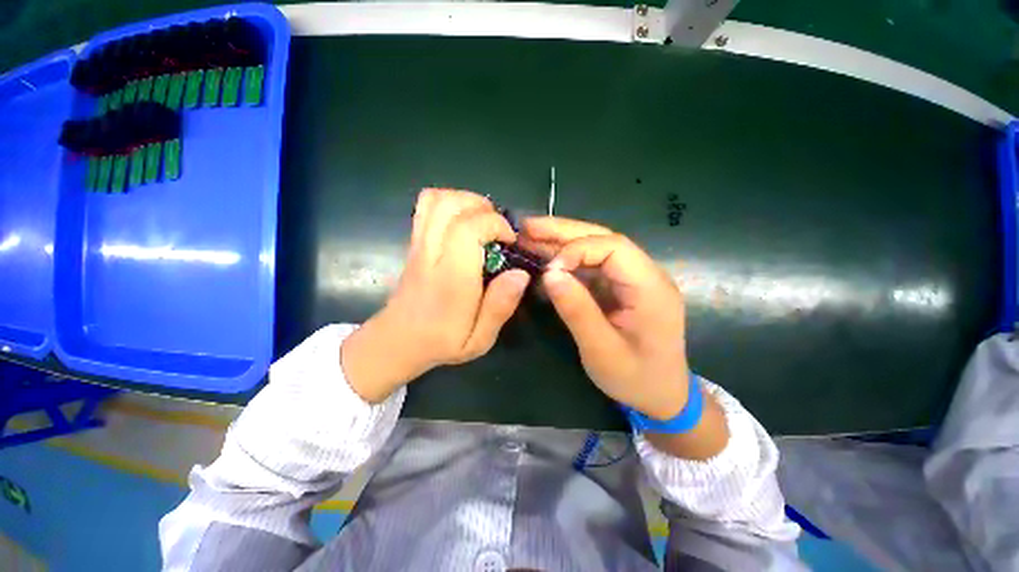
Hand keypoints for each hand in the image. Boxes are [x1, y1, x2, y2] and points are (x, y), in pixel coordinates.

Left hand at [342, 189, 530, 402]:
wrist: (397, 341)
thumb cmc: (442, 342)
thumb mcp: (480, 339)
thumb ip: (500, 307)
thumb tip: (521, 273)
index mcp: (451, 278)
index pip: (468, 228)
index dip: (496, 224)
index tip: (510, 241)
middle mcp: (432, 253)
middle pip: (450, 204)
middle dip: (483, 207)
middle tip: (498, 229)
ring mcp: (418, 244)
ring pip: (436, 199)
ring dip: (466, 201)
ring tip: (483, 222)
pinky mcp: (414, 242)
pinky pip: (426, 207)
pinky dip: (449, 203)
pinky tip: (464, 223)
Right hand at [521, 217, 688, 420]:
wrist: (662, 397)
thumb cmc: (636, 379)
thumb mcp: (602, 351)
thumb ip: (577, 310)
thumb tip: (549, 273)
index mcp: (650, 288)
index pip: (614, 248)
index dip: (577, 249)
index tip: (549, 268)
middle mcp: (645, 275)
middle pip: (604, 239)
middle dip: (564, 231)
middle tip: (528, 226)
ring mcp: (632, 280)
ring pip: (595, 249)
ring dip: (562, 242)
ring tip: (530, 235)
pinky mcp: (620, 288)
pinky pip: (592, 267)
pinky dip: (567, 262)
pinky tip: (545, 260)